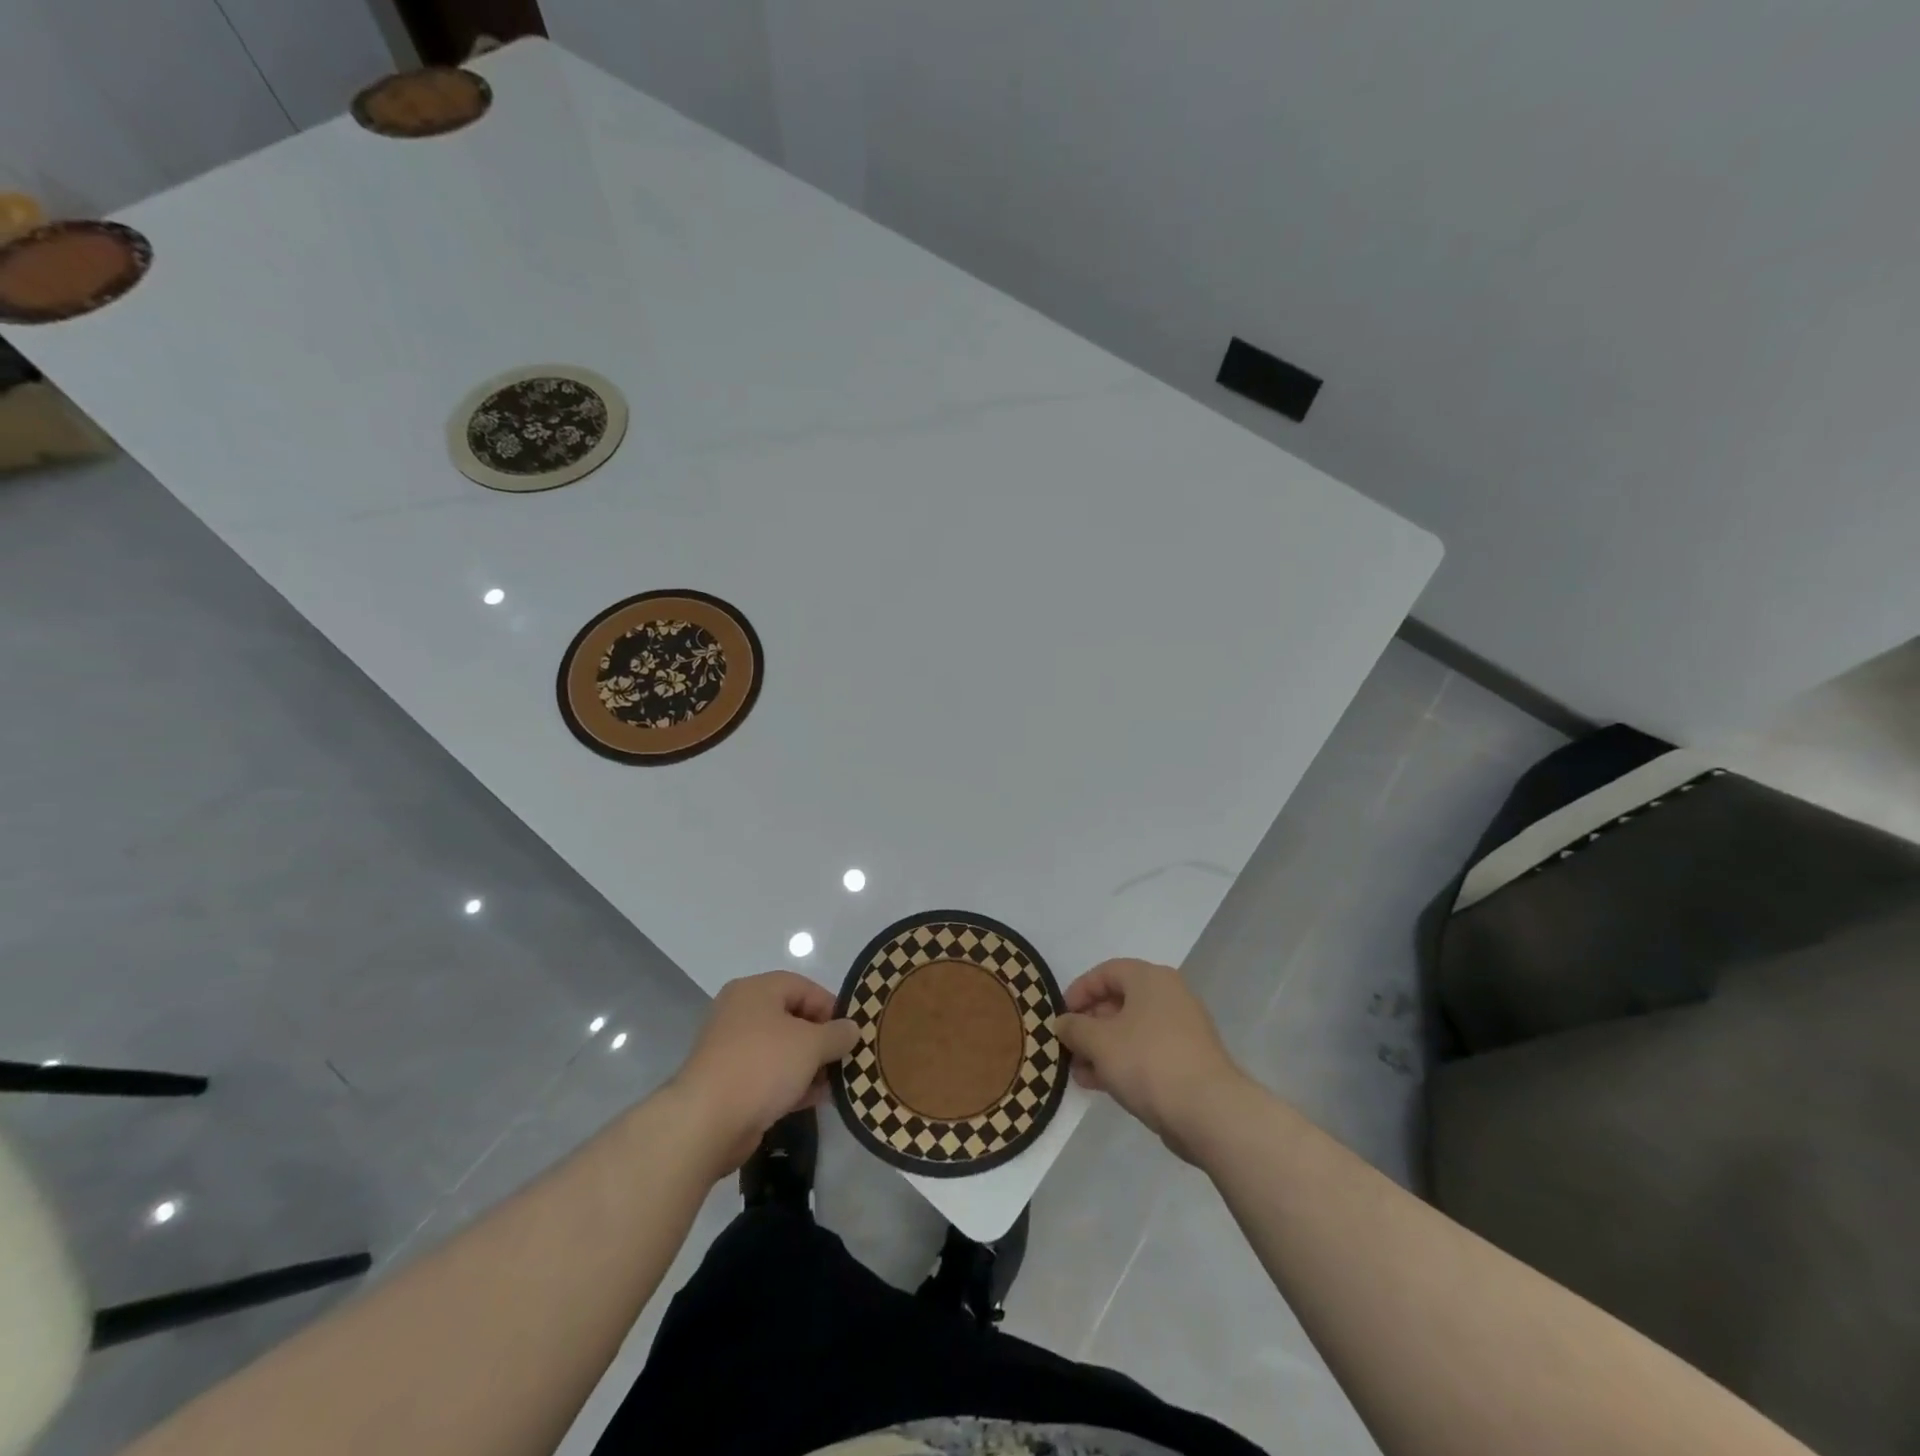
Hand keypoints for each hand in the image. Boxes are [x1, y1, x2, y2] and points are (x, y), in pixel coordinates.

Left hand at [669, 970, 859, 1173]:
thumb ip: (837, 1034)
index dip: (831, 1008)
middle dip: (821, 1039)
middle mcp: (740, 1013)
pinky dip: (791, 1082)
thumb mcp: (811, 1044)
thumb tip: (852, 1029)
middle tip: (844, 1058)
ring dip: (809, 1064)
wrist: (706, 1122)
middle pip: (792, 1018)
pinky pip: (768, 1074)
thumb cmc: (762, 1066)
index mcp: (756, 991)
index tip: (850, 1033)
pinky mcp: (728, 1082)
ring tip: (835, 1083)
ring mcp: (731, 1049)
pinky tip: (814, 1099)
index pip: (804, 987)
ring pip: (781, 1049)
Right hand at [1053, 958, 1248, 1161]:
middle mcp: (1169, 995)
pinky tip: (1101, 1084)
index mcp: (1150, 978)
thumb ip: (1075, 1028)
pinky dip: (1123, 1062)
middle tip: (1068, 1047)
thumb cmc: (1148, 1062)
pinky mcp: (1188, 1060)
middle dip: (1089, 1025)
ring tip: (1078, 1072)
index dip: (1078, 991)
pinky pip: (1147, 1052)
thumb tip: (1063, 1023)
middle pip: (1119, 1001)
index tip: (1060, 1016)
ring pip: (1131, 1030)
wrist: (1209, 1112)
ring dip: (1102, 1048)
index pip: (1105, 972)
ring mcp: (1182, 1029)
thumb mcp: (1099, 1042)